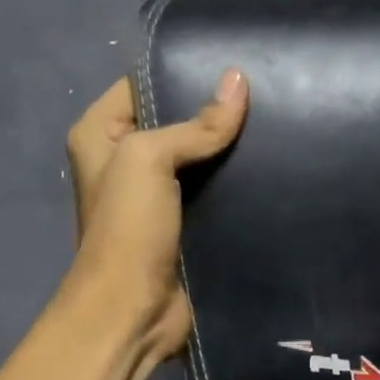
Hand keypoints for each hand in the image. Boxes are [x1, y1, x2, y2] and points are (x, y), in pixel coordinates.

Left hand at [64, 69, 248, 363]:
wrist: (132, 313)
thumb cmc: (128, 229)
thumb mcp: (148, 160)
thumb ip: (195, 124)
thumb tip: (238, 81)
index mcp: (100, 135)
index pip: (143, 84)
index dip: (183, 72)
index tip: (234, 65)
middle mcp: (126, 162)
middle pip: (176, 123)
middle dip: (216, 113)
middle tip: (268, 94)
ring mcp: (158, 198)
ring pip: (201, 161)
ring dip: (232, 152)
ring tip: (279, 126)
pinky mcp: (186, 228)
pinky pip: (216, 196)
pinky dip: (238, 186)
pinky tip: (274, 169)